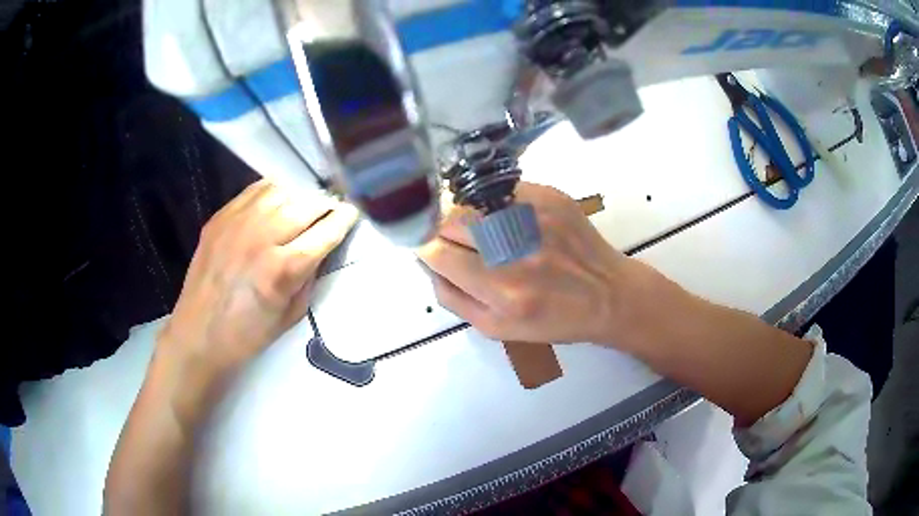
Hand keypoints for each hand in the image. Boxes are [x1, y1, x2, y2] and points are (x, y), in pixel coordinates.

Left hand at [157, 180, 357, 397]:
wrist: (198, 333)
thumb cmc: (247, 335)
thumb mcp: (291, 315)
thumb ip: (310, 277)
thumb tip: (322, 249)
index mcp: (283, 269)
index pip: (326, 230)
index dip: (344, 219)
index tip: (351, 214)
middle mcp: (262, 236)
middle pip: (307, 204)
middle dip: (325, 205)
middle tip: (330, 212)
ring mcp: (238, 222)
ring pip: (282, 190)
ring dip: (299, 197)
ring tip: (302, 207)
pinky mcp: (221, 216)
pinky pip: (255, 190)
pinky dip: (273, 192)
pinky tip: (276, 202)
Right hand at [418, 182, 640, 345]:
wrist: (608, 295)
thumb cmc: (553, 319)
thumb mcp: (496, 328)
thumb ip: (453, 298)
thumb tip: (427, 263)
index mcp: (502, 290)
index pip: (438, 253)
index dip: (428, 250)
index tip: (433, 252)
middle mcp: (517, 249)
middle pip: (451, 221)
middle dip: (445, 233)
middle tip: (462, 245)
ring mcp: (535, 216)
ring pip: (473, 203)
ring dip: (470, 217)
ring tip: (489, 235)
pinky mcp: (550, 197)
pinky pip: (501, 192)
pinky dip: (496, 205)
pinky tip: (512, 223)